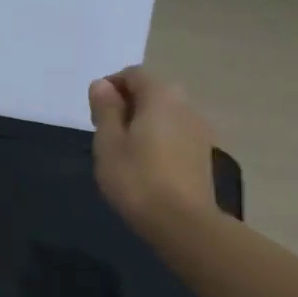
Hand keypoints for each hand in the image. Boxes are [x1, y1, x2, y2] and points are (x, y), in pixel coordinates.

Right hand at [88, 66, 219, 233]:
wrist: (181, 222)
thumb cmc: (136, 179)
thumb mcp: (108, 143)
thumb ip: (105, 109)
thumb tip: (102, 84)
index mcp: (160, 95)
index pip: (133, 74)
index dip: (110, 86)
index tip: (94, 112)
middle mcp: (185, 104)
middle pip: (152, 92)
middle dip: (127, 105)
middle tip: (105, 132)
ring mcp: (199, 129)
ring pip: (165, 114)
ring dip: (143, 123)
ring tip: (124, 151)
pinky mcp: (203, 153)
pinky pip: (175, 134)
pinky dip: (158, 139)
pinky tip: (145, 165)